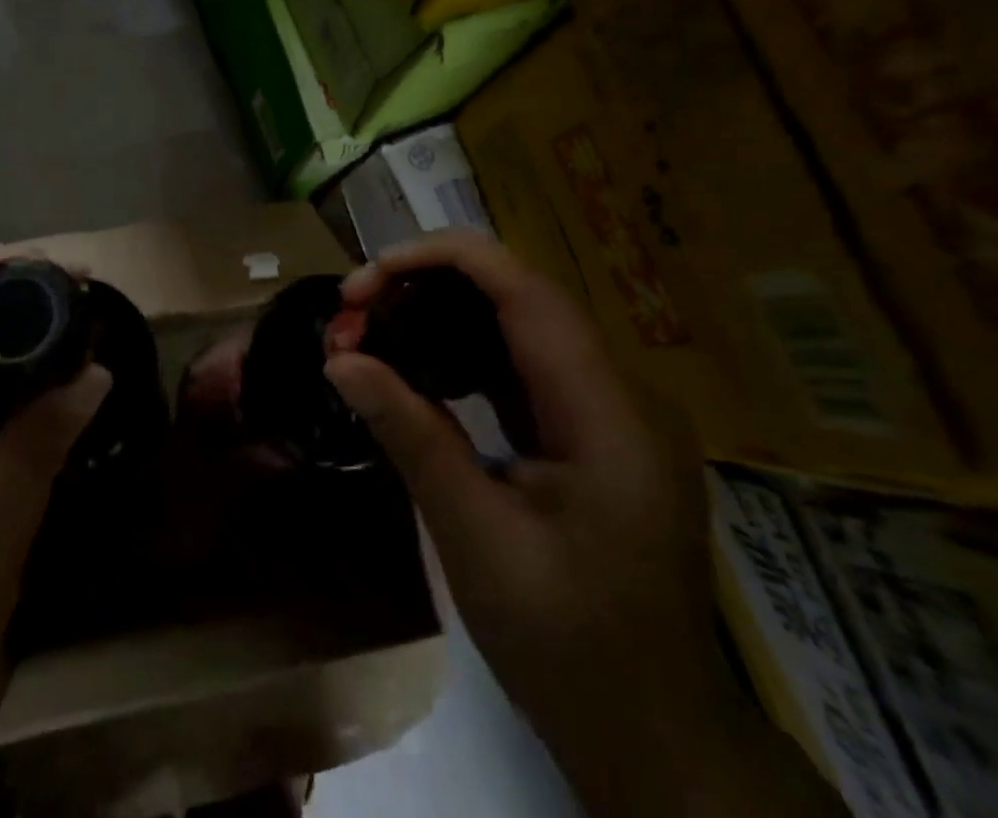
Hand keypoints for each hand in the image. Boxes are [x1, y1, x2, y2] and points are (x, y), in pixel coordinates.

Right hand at [326, 232, 843, 817]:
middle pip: (518, 295)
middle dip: (428, 285)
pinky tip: (418, 368)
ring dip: (441, 315)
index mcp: (608, 414)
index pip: (526, 289)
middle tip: (353, 310)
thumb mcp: (477, 541)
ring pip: (517, 323)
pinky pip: (522, 365)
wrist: (657, 739)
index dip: (442, 259)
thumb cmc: (570, 649)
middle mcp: (619, 392)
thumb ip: (413, 436)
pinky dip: (464, 354)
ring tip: (371, 331)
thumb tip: (340, 360)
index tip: (367, 276)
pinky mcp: (591, 429)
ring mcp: (610, 410)